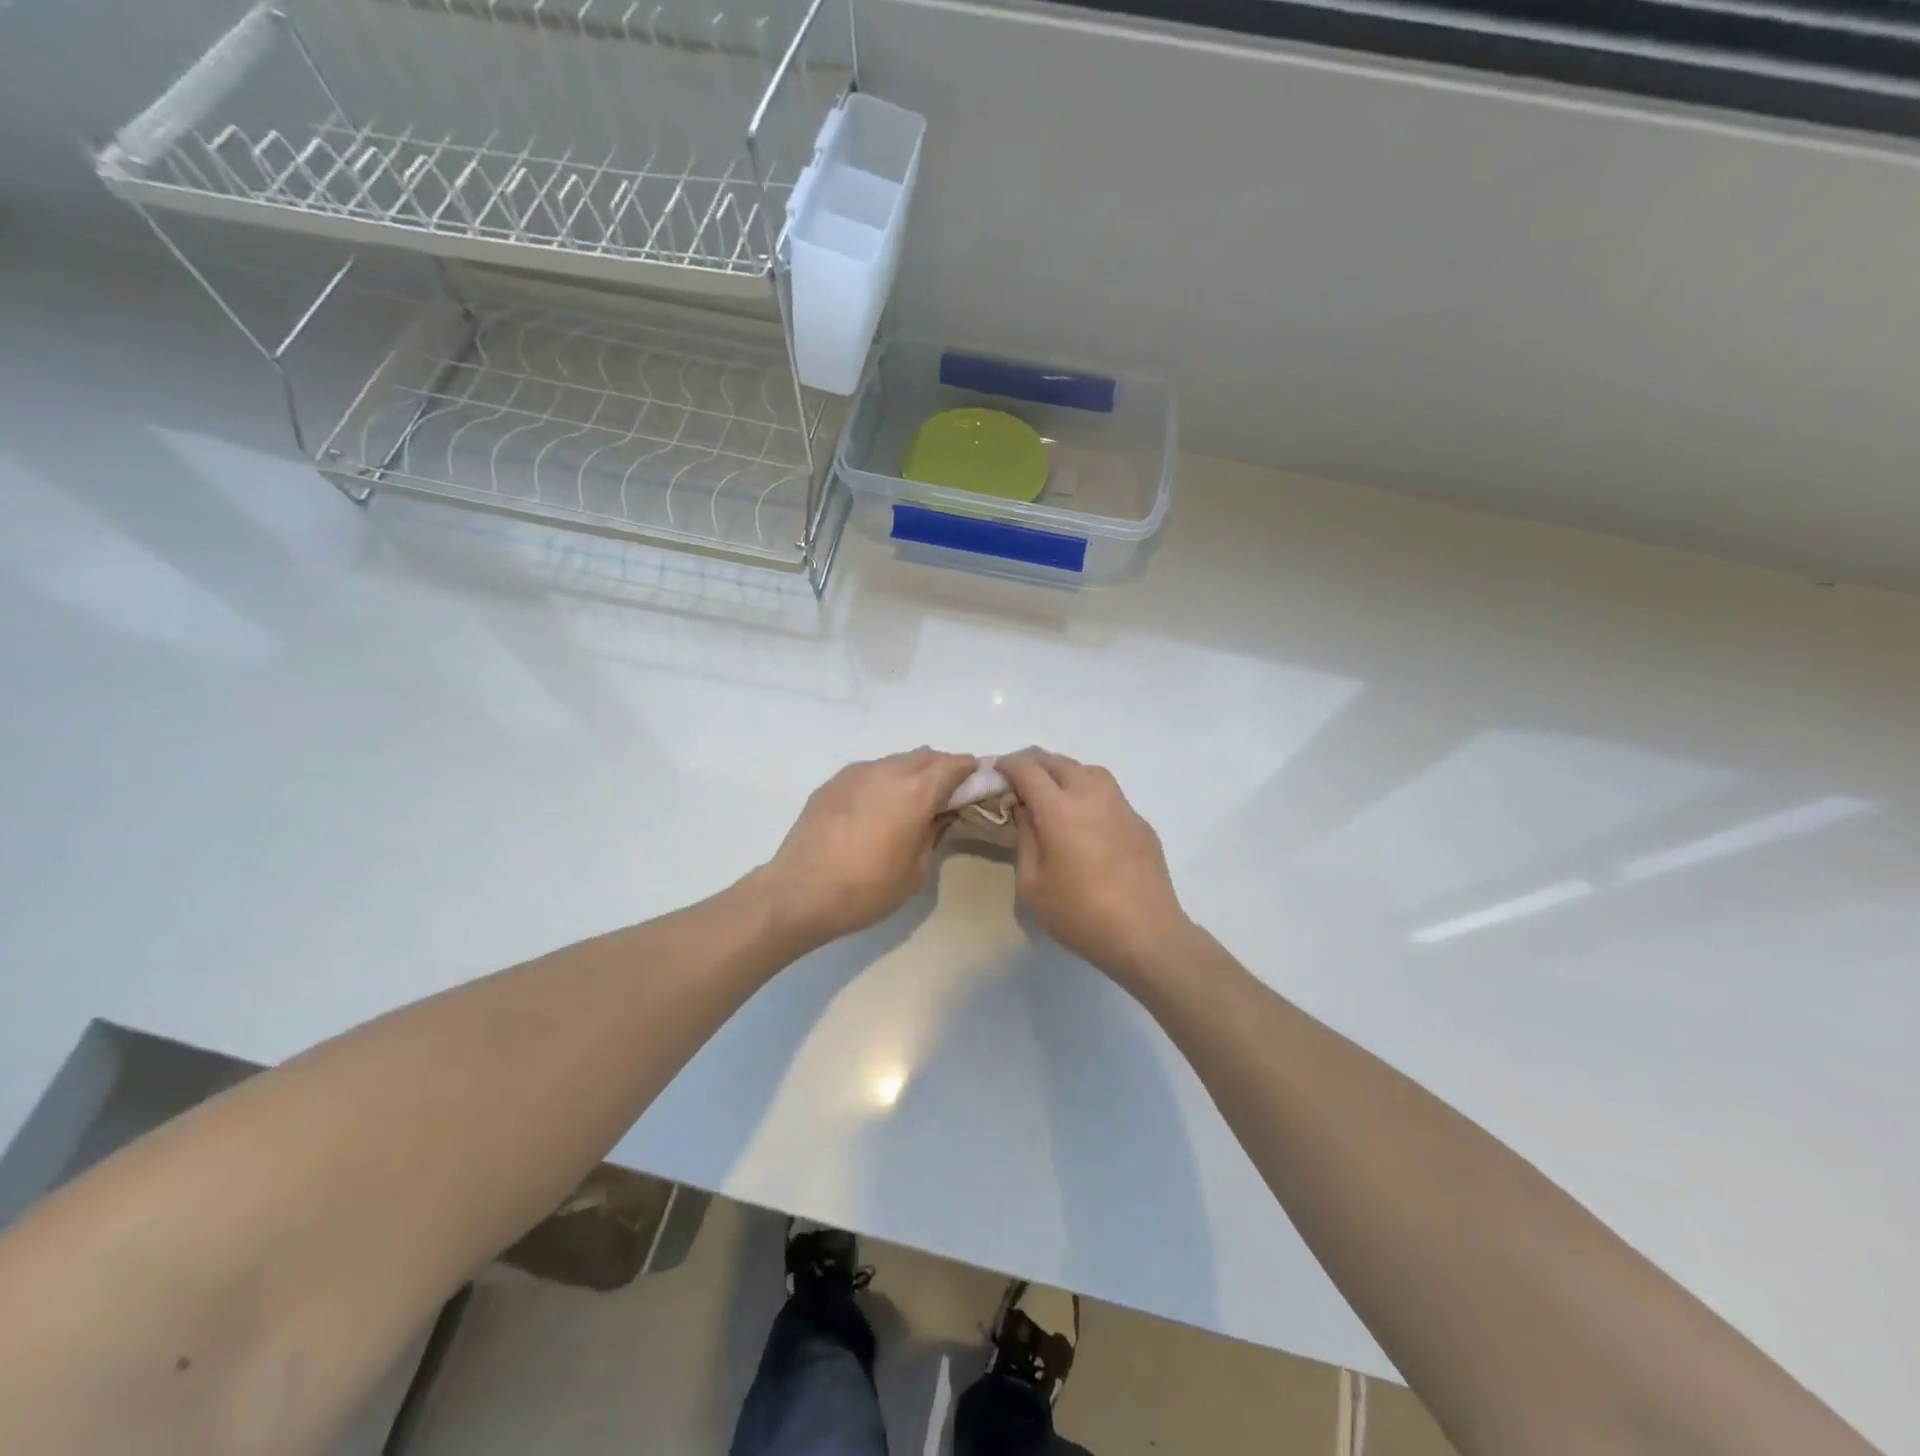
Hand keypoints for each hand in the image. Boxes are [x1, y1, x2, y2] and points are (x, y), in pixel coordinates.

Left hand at [761, 749, 977, 946]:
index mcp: (916, 791)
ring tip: (910, 803)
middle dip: (943, 770)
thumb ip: (934, 833)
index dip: (971, 771)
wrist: (800, 893)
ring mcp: (856, 773)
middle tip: (948, 796)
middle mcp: (888, 771)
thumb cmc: (867, 889)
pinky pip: (869, 772)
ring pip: (896, 761)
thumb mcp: (916, 871)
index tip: (978, 785)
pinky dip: (884, 782)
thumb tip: (940, 815)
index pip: (955, 764)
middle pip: (926, 756)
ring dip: (912, 774)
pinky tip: (877, 809)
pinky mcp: (833, 783)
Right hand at [998, 750, 1191, 989]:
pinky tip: (1086, 818)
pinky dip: (1090, 792)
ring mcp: (1121, 806)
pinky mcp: (1140, 822)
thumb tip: (1027, 811)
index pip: (1028, 769)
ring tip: (1053, 792)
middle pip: (1059, 762)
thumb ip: (1025, 839)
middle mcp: (1092, 796)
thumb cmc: (1080, 914)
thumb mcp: (1033, 884)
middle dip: (1034, 764)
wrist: (1145, 934)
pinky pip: (1110, 793)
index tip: (996, 772)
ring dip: (1065, 772)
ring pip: (1089, 770)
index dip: (1008, 765)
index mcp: (1060, 809)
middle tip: (1019, 781)